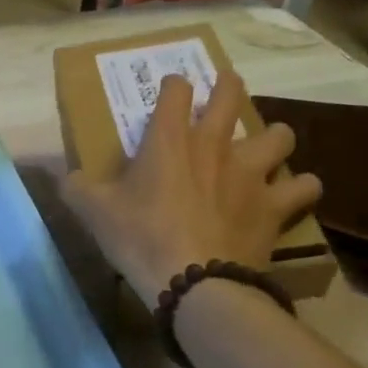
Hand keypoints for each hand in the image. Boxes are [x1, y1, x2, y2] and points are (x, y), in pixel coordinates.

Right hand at [62, 72, 320, 297]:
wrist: (195, 283)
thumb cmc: (139, 237)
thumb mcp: (94, 211)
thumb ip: (76, 187)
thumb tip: (64, 177)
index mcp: (168, 138)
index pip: (176, 89)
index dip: (174, 85)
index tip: (172, 90)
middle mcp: (213, 145)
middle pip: (231, 96)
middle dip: (229, 86)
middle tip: (226, 87)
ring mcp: (249, 173)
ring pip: (278, 136)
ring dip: (274, 137)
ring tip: (267, 145)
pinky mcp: (274, 206)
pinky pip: (303, 186)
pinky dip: (300, 187)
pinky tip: (292, 193)